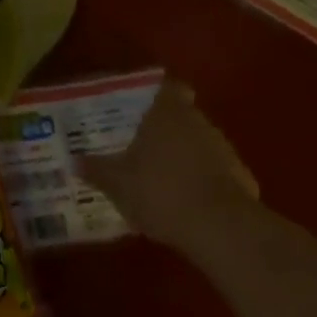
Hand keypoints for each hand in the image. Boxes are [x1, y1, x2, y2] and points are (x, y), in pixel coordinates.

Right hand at [77, 82, 259, 251]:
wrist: (220, 228)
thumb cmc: (161, 192)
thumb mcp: (119, 185)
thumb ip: (98, 170)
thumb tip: (76, 161)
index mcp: (167, 113)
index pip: (167, 87)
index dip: (156, 94)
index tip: (141, 107)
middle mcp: (197, 121)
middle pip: (181, 115)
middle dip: (164, 130)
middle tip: (140, 147)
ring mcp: (223, 148)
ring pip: (198, 142)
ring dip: (183, 155)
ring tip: (161, 178)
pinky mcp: (241, 176)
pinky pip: (214, 170)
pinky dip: (201, 180)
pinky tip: (186, 202)